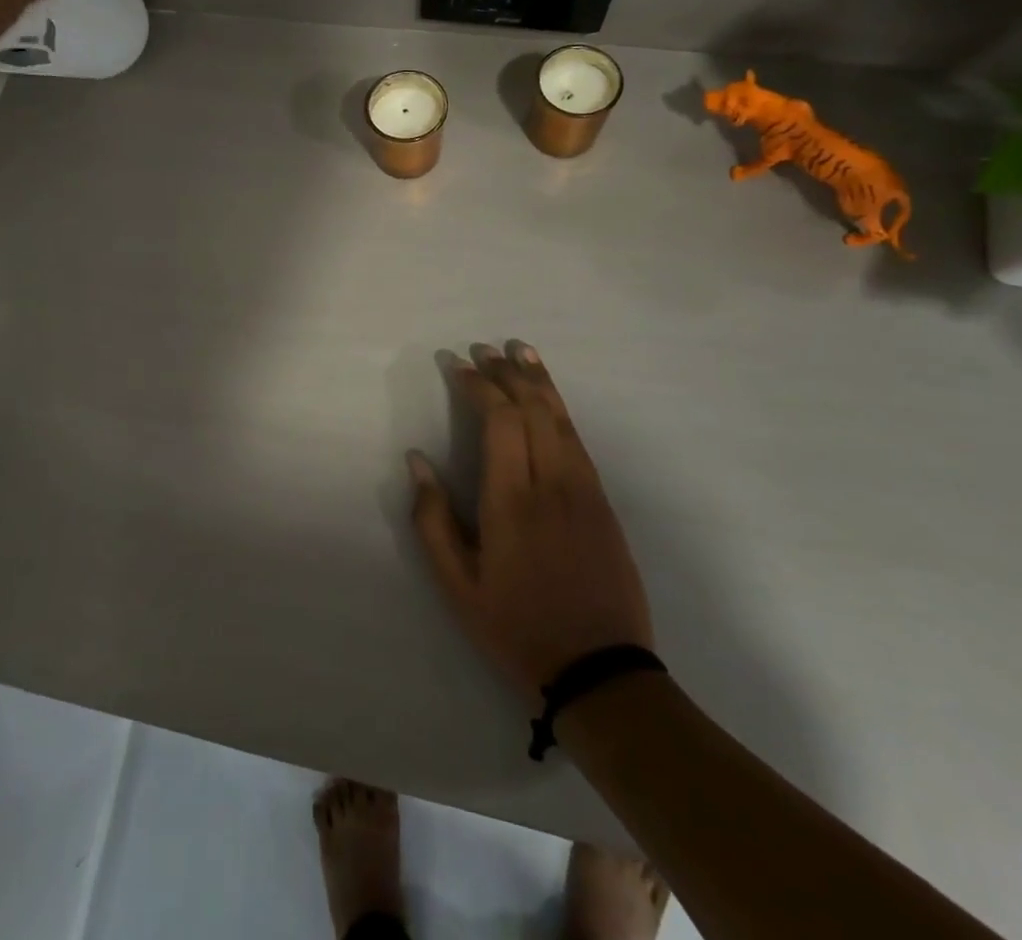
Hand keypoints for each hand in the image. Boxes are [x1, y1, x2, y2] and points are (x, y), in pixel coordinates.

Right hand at [408, 342, 653, 701]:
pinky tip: (549, 399)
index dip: (478, 385)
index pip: (499, 419)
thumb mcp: (457, 586)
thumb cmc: (516, 627)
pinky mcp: (603, 503)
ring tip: (520, 351)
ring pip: (561, 418)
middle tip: (484, 349)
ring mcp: (584, 490)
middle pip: (532, 408)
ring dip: (539, 380)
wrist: (600, 671)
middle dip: (506, 372)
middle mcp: (551, 483)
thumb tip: (417, 460)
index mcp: (511, 501)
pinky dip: (560, 409)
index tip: (458, 364)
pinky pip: (578, 440)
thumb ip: (433, 519)